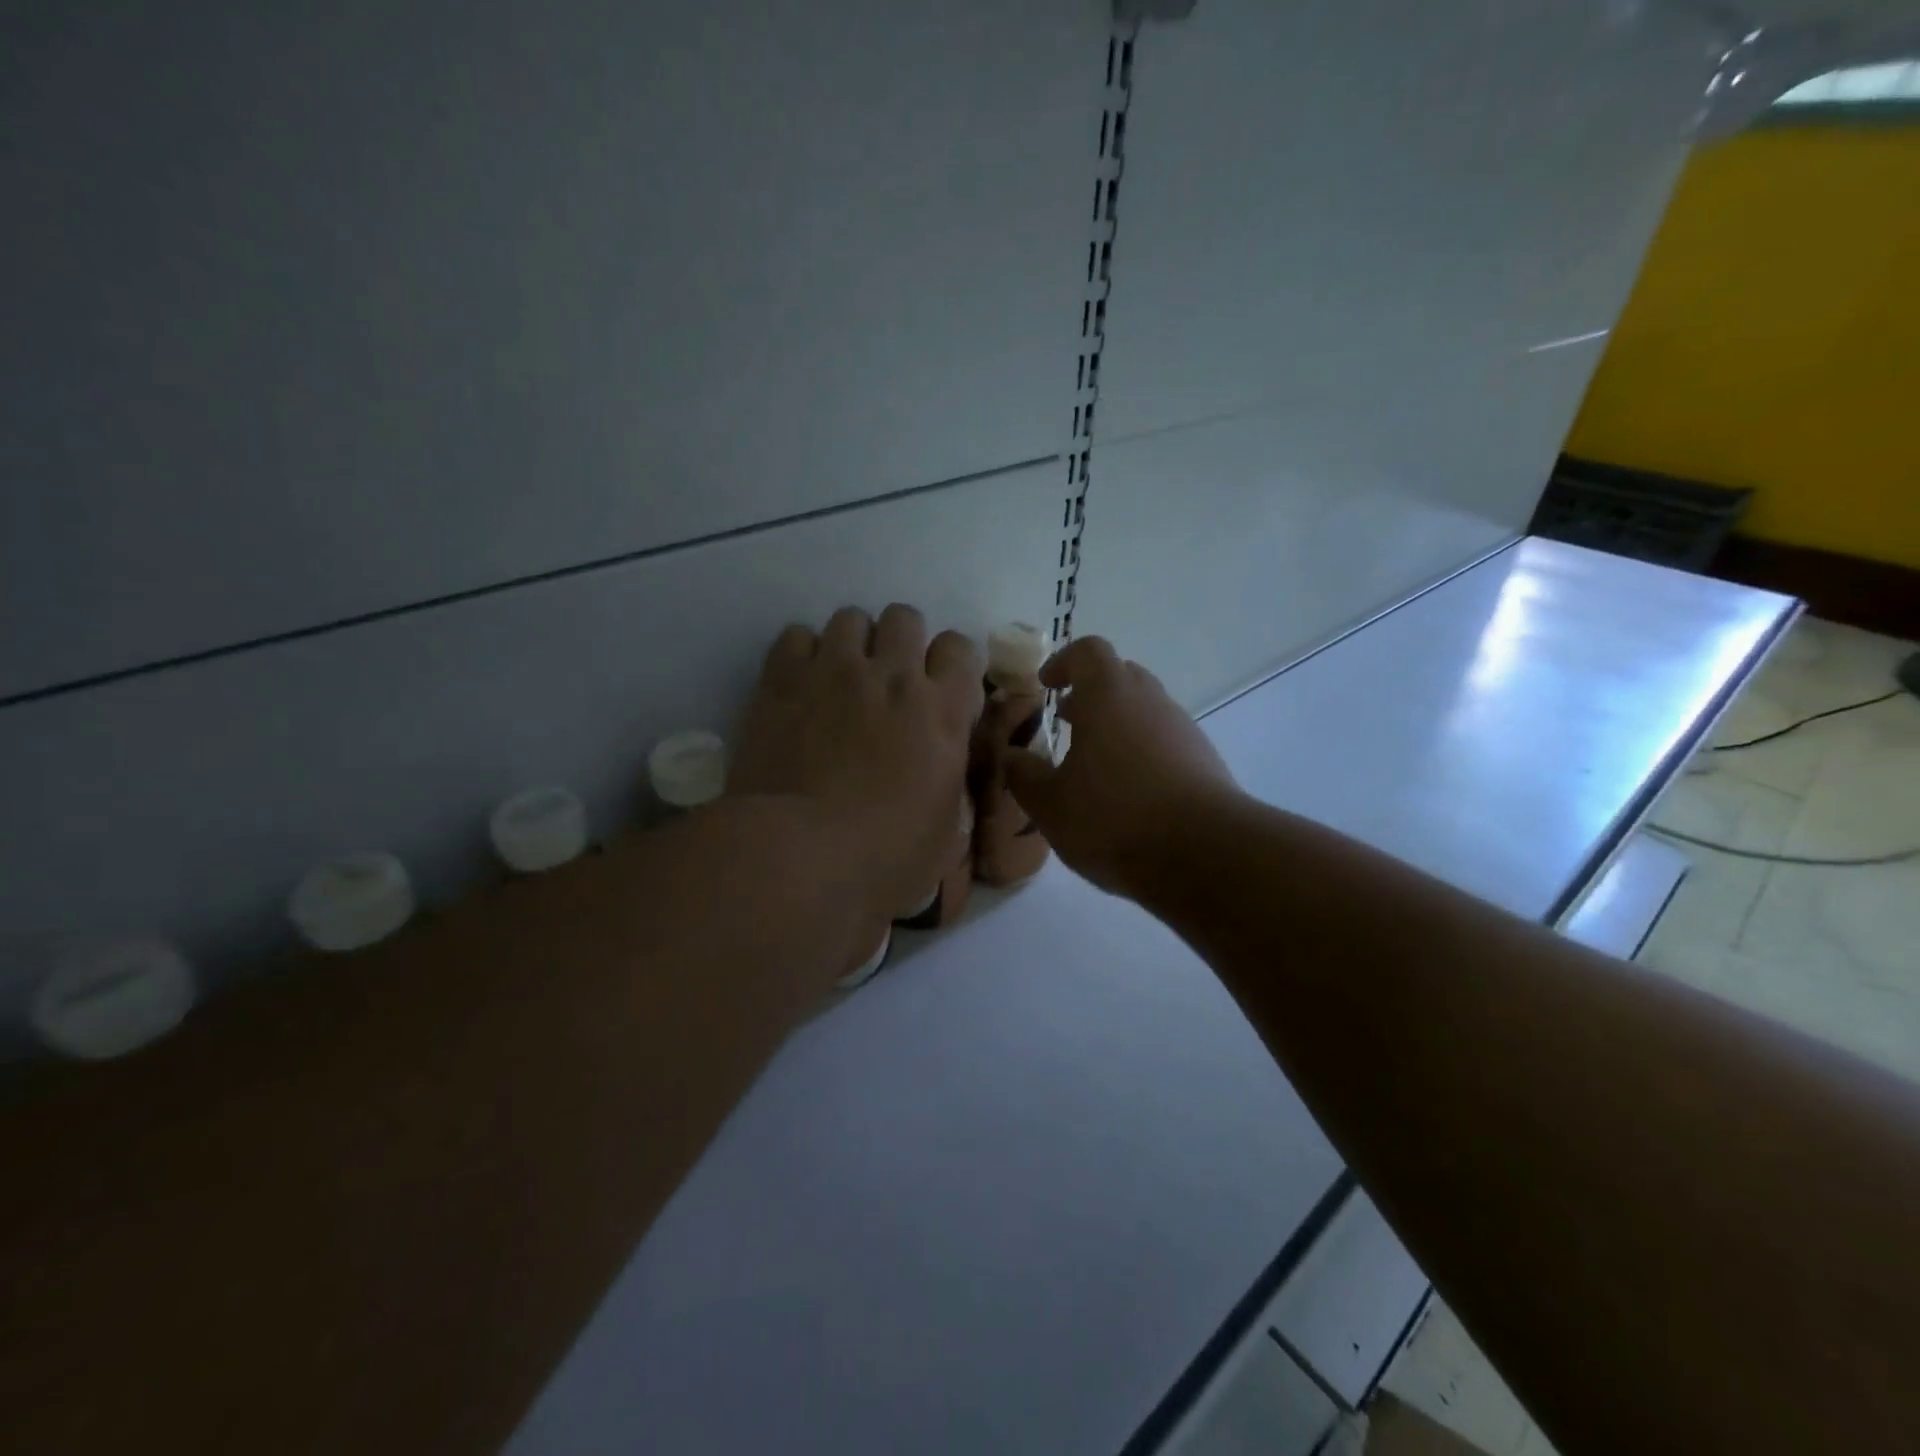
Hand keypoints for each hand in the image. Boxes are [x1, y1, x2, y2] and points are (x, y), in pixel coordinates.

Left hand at [729, 605, 982, 927]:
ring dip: (852, 643)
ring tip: (840, 679)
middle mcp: (893, 676)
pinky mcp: (782, 680)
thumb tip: (941, 769)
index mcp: (943, 711)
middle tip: (887, 681)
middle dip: (900, 642)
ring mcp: (834, 671)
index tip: (938, 689)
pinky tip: (799, 687)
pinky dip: (802, 654)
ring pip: (851, 617)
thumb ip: (949, 781)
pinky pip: (796, 635)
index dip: (950, 663)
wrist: (800, 858)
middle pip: (905, 617)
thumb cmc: (886, 858)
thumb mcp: (946, 829)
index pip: (959, 647)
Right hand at [1003, 637, 1238, 897]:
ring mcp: (1184, 730)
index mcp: (1109, 696)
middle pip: (1121, 676)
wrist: (1205, 855)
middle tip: (1067, 722)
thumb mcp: (1050, 804)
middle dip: (1090, 694)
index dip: (1063, 662)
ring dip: (1117, 726)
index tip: (1046, 686)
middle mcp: (1150, 701)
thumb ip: (1023, 775)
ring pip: (1145, 711)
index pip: (1088, 652)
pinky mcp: (1205, 762)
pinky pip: (1166, 742)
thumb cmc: (1113, 818)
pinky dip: (1142, 753)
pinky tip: (1129, 795)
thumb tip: (1011, 756)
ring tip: (1094, 766)